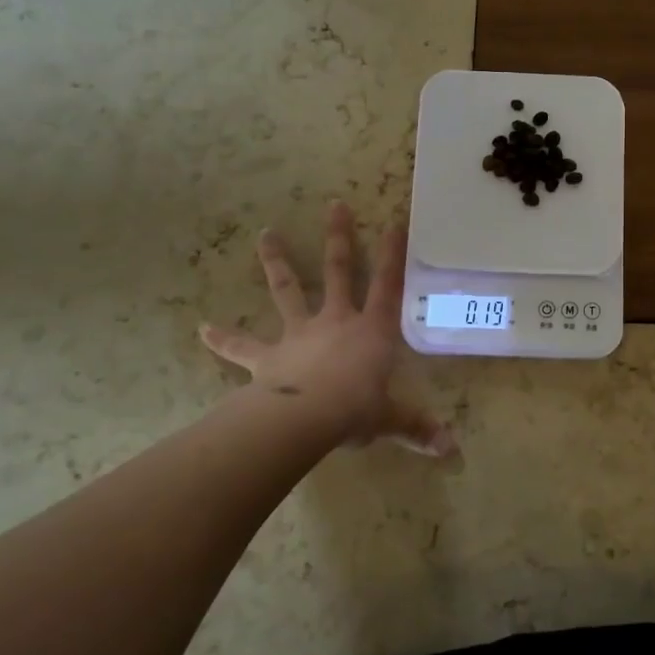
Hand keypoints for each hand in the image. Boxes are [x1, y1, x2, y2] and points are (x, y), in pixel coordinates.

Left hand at [200, 201, 451, 456]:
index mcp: (372, 330)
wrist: (306, 418)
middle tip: (334, 205)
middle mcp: (336, 321)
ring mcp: (300, 333)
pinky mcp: (268, 356)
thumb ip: (418, 428)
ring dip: (277, 262)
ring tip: (265, 234)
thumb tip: (452, 449)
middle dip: (339, 238)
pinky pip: (243, 346)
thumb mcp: (392, 418)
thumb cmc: (356, 409)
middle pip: (340, 271)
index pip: (388, 284)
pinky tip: (202, 329)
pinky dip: (223, 339)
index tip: (395, 221)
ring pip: (288, 290)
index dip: (394, 254)